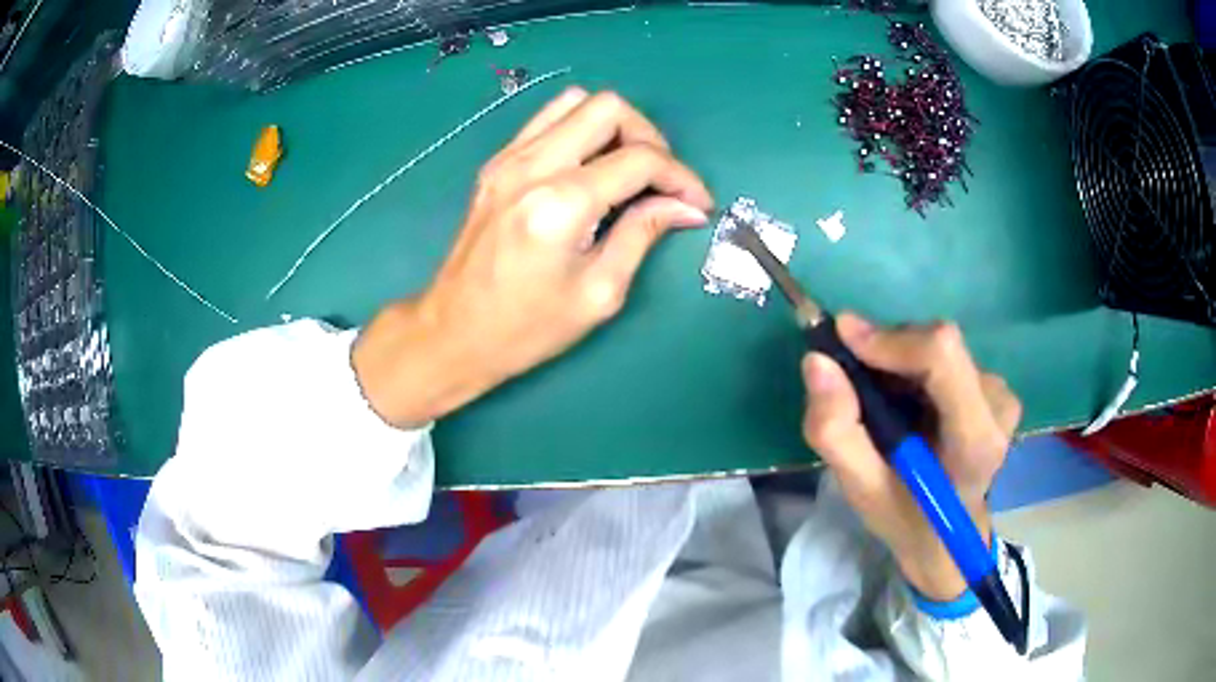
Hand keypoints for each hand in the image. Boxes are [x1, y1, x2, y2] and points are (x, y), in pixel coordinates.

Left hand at [353, 88, 713, 426]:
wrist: (453, 332)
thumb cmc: (526, 328)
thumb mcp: (598, 293)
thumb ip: (643, 234)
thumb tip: (685, 207)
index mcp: (560, 204)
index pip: (639, 159)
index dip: (681, 177)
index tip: (697, 203)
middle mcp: (531, 166)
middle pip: (608, 108)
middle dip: (649, 137)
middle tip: (661, 181)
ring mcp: (508, 159)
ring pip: (575, 102)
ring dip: (614, 127)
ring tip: (628, 169)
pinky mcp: (496, 163)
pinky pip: (547, 120)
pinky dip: (580, 130)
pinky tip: (591, 166)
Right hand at [800, 313, 1020, 601]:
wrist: (948, 536)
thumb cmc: (906, 517)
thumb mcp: (861, 490)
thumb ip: (835, 432)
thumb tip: (816, 360)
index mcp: (974, 441)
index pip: (942, 357)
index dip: (891, 339)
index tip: (843, 339)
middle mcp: (998, 405)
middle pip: (938, 344)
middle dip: (888, 350)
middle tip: (853, 378)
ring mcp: (1001, 393)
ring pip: (939, 346)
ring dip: (899, 361)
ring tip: (881, 402)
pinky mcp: (996, 386)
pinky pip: (946, 355)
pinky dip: (913, 367)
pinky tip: (906, 402)